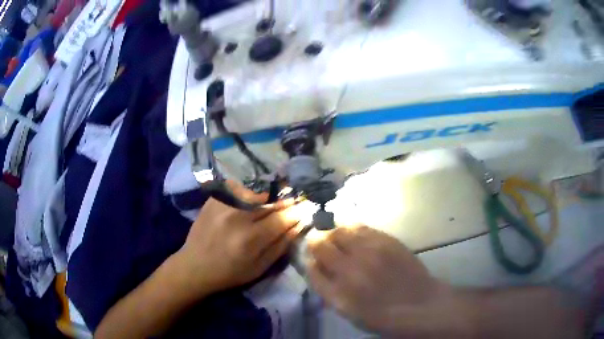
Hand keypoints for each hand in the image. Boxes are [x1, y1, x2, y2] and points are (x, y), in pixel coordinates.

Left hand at [174, 182, 300, 297]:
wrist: (195, 265)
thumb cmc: (230, 272)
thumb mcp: (260, 267)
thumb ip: (281, 245)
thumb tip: (300, 224)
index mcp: (250, 238)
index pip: (282, 217)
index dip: (298, 210)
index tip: (308, 206)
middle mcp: (237, 216)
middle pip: (270, 200)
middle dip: (287, 198)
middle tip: (297, 198)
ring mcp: (223, 204)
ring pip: (256, 190)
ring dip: (271, 192)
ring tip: (279, 194)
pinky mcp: (214, 198)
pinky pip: (239, 187)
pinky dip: (251, 189)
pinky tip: (256, 193)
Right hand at [306, 225, 448, 334]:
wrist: (419, 304)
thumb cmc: (382, 315)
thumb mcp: (348, 312)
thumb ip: (328, 290)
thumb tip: (316, 267)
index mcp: (339, 293)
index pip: (311, 268)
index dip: (309, 261)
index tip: (313, 260)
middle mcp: (350, 269)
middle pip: (319, 243)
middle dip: (316, 243)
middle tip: (322, 246)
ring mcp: (369, 251)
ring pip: (339, 230)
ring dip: (333, 233)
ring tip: (339, 239)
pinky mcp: (386, 240)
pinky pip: (360, 227)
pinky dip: (351, 229)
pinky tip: (355, 236)